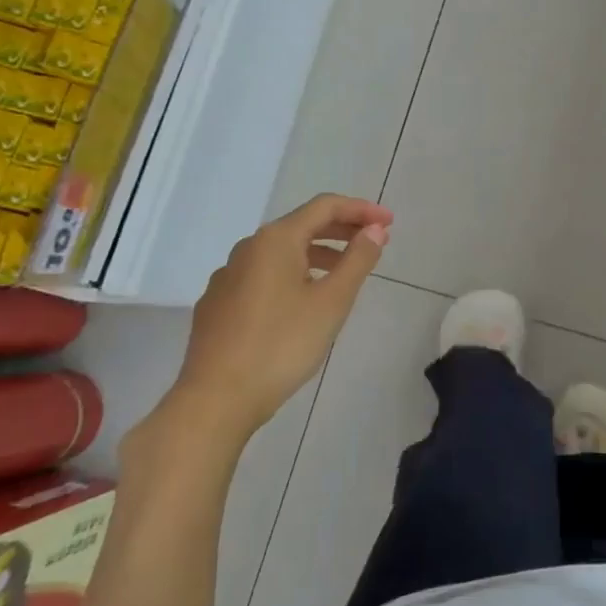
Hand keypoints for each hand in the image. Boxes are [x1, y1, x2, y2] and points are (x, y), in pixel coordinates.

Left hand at [154, 195, 393, 445]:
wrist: (216, 399)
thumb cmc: (282, 345)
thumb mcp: (331, 302)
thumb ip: (357, 260)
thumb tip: (374, 229)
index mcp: (275, 240)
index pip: (324, 207)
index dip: (361, 210)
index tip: (389, 223)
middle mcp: (247, 249)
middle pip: (301, 226)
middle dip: (341, 230)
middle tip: (374, 242)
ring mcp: (227, 277)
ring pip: (281, 253)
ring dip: (318, 254)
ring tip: (344, 273)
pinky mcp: (217, 305)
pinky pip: (263, 276)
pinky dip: (292, 275)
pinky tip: (302, 303)